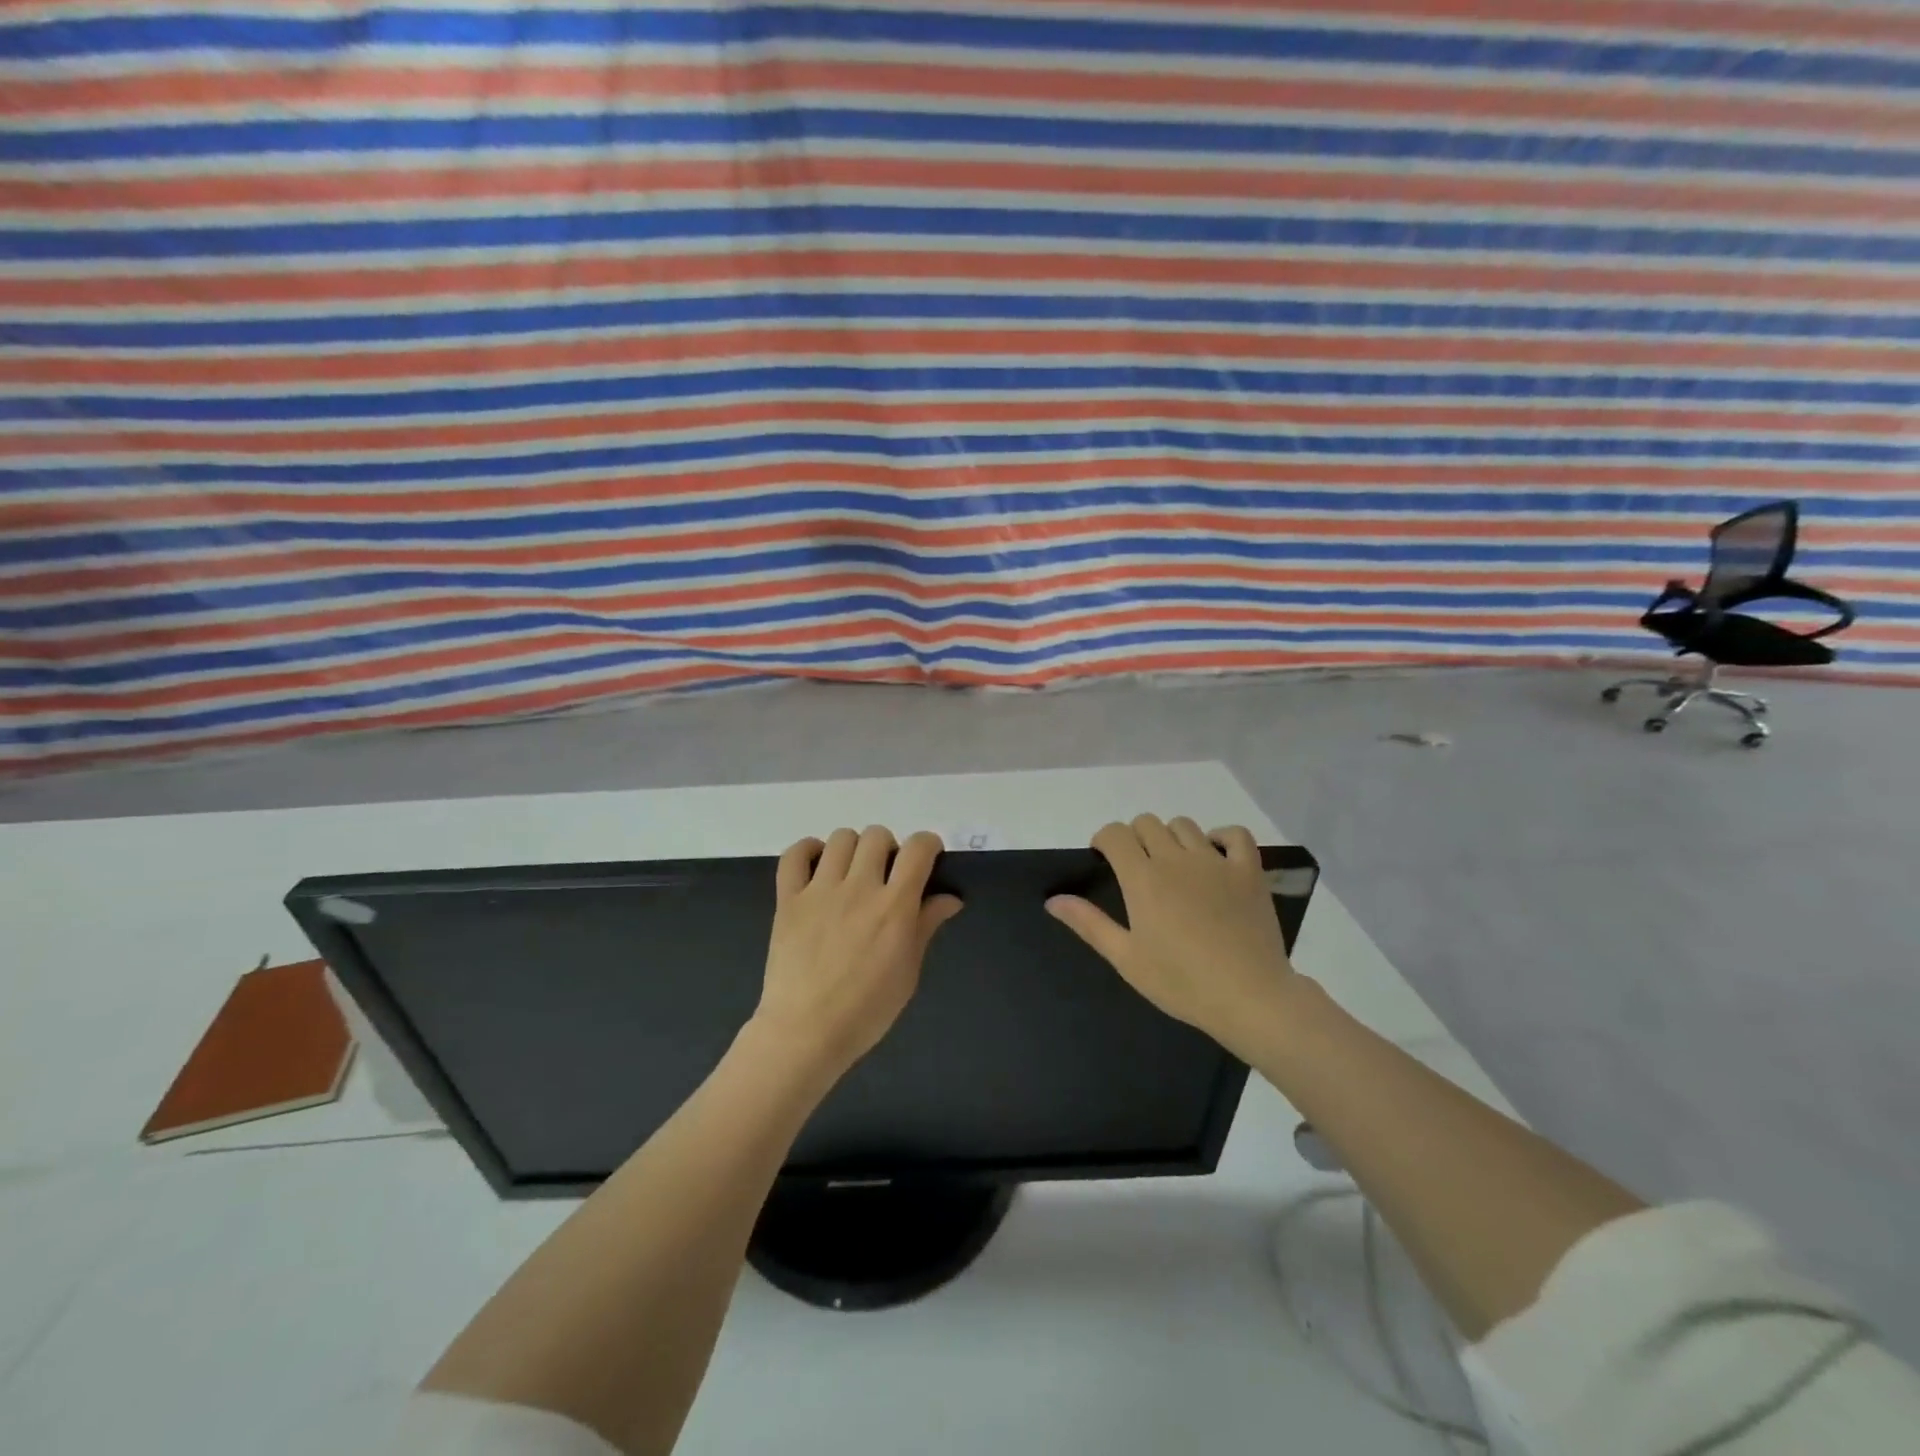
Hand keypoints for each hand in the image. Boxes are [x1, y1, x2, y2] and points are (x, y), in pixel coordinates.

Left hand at [752, 827, 962, 1076]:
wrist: (806, 1032)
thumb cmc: (866, 1010)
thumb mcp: (908, 972)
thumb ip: (926, 926)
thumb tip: (950, 898)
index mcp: (894, 906)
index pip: (918, 848)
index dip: (927, 845)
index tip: (927, 859)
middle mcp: (858, 888)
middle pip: (877, 836)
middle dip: (888, 848)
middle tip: (886, 875)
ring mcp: (819, 890)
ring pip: (840, 838)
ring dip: (853, 849)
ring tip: (852, 873)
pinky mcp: (788, 899)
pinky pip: (794, 855)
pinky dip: (807, 851)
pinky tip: (817, 866)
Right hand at [1046, 815, 1295, 1056]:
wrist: (1249, 997)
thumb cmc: (1181, 982)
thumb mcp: (1126, 958)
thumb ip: (1088, 923)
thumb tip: (1052, 899)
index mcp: (1142, 878)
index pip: (1115, 833)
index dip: (1105, 840)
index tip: (1105, 861)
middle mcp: (1176, 859)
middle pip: (1147, 823)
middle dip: (1135, 838)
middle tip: (1139, 870)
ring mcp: (1215, 862)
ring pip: (1184, 825)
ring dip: (1171, 838)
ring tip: (1174, 868)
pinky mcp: (1248, 871)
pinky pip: (1234, 834)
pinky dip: (1221, 837)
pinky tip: (1215, 857)